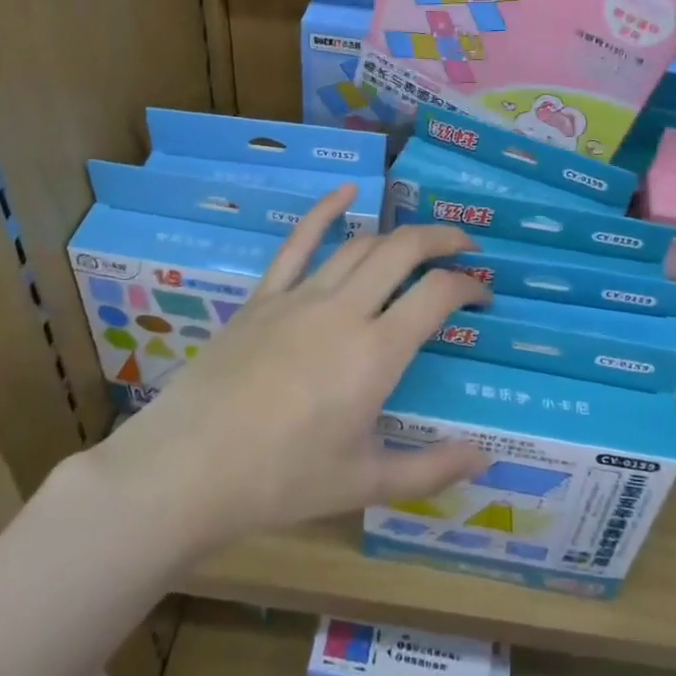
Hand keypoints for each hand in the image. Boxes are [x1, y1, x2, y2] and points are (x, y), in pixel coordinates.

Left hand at [102, 186, 488, 552]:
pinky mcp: (264, 296)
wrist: (189, 467)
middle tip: (464, 246)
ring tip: (418, 239)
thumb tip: (486, 458)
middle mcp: (344, 310)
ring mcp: (300, 296)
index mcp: (376, 353)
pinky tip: (345, 193)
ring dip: (396, 234)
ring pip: (359, 245)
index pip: (437, 295)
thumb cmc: (281, 479)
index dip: (468, 285)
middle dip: (441, 239)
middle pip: (402, 251)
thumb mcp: (365, 483)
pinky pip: (298, 243)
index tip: (483, 294)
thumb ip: (431, 468)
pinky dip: (325, 212)